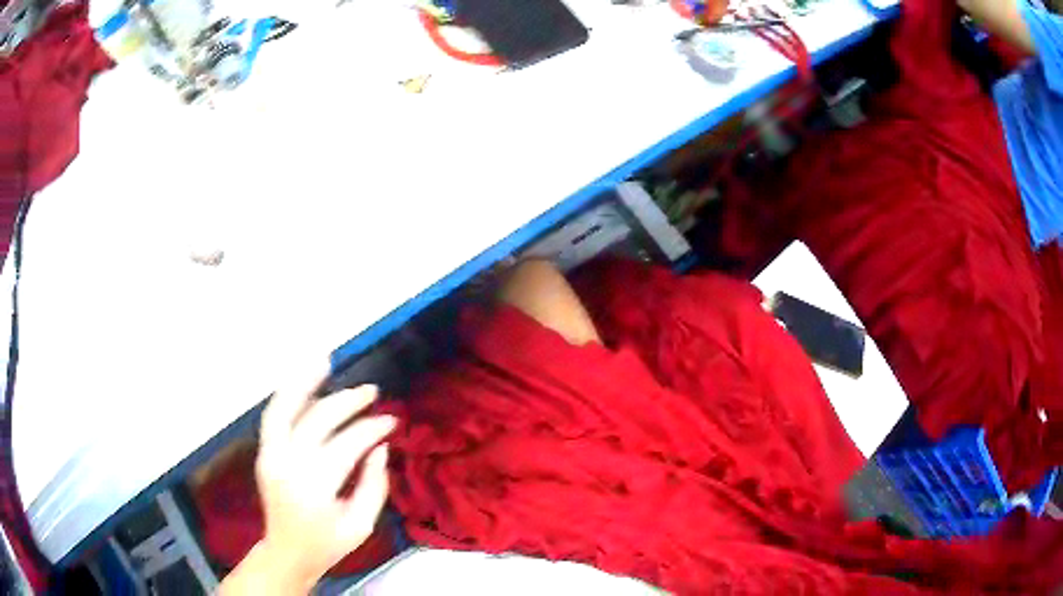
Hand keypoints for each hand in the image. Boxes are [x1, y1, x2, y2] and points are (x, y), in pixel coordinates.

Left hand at [219, 370, 395, 594]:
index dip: (372, 429)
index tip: (392, 422)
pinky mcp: (263, 453)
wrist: (287, 552)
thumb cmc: (328, 544)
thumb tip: (379, 447)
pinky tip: (306, 383)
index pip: (347, 444)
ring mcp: (270, 456)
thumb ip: (374, 485)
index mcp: (315, 487)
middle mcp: (288, 465)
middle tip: (372, 391)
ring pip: (283, 408)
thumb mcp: (362, 525)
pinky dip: (288, 395)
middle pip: (318, 419)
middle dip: (348, 402)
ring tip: (324, 360)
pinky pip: (274, 416)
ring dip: (304, 381)